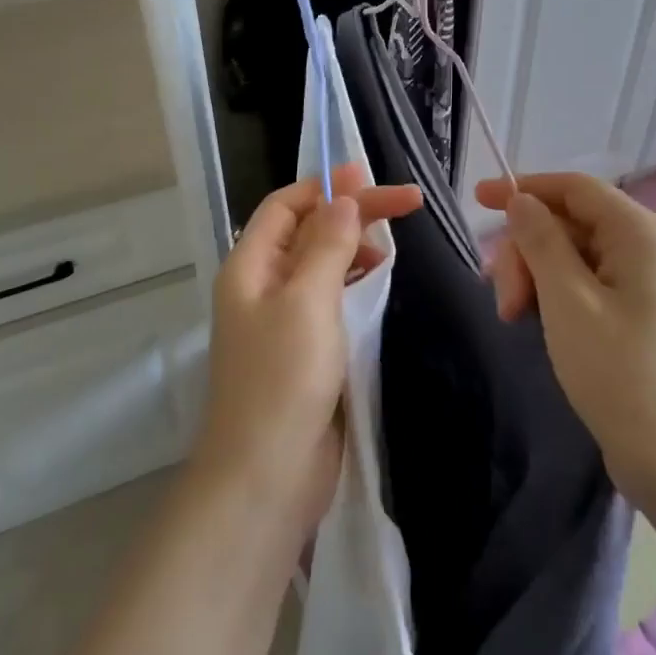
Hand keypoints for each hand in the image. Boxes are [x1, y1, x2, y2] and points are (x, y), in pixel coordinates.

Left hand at [193, 165, 421, 535]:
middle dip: (350, 214)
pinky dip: (354, 285)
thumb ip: (327, 245)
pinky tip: (379, 286)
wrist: (267, 477)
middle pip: (307, 232)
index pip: (286, 205)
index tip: (373, 177)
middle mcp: (262, 287)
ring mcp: (283, 321)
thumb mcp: (307, 301)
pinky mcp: (305, 352)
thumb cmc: (283, 379)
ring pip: (320, 266)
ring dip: (353, 247)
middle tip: (406, 205)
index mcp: (250, 267)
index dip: (327, 186)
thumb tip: (343, 198)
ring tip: (391, 247)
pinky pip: (330, 301)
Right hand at [475, 173, 655, 500]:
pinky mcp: (639, 313)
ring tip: (513, 317)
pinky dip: (554, 294)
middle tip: (503, 299)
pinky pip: (587, 283)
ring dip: (535, 276)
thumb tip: (521, 200)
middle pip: (570, 223)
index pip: (574, 188)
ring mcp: (646, 282)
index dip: (524, 188)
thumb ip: (541, 241)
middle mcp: (648, 247)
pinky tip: (534, 320)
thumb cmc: (621, 372)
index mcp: (640, 233)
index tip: (476, 200)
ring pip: (573, 255)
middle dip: (526, 251)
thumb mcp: (567, 300)